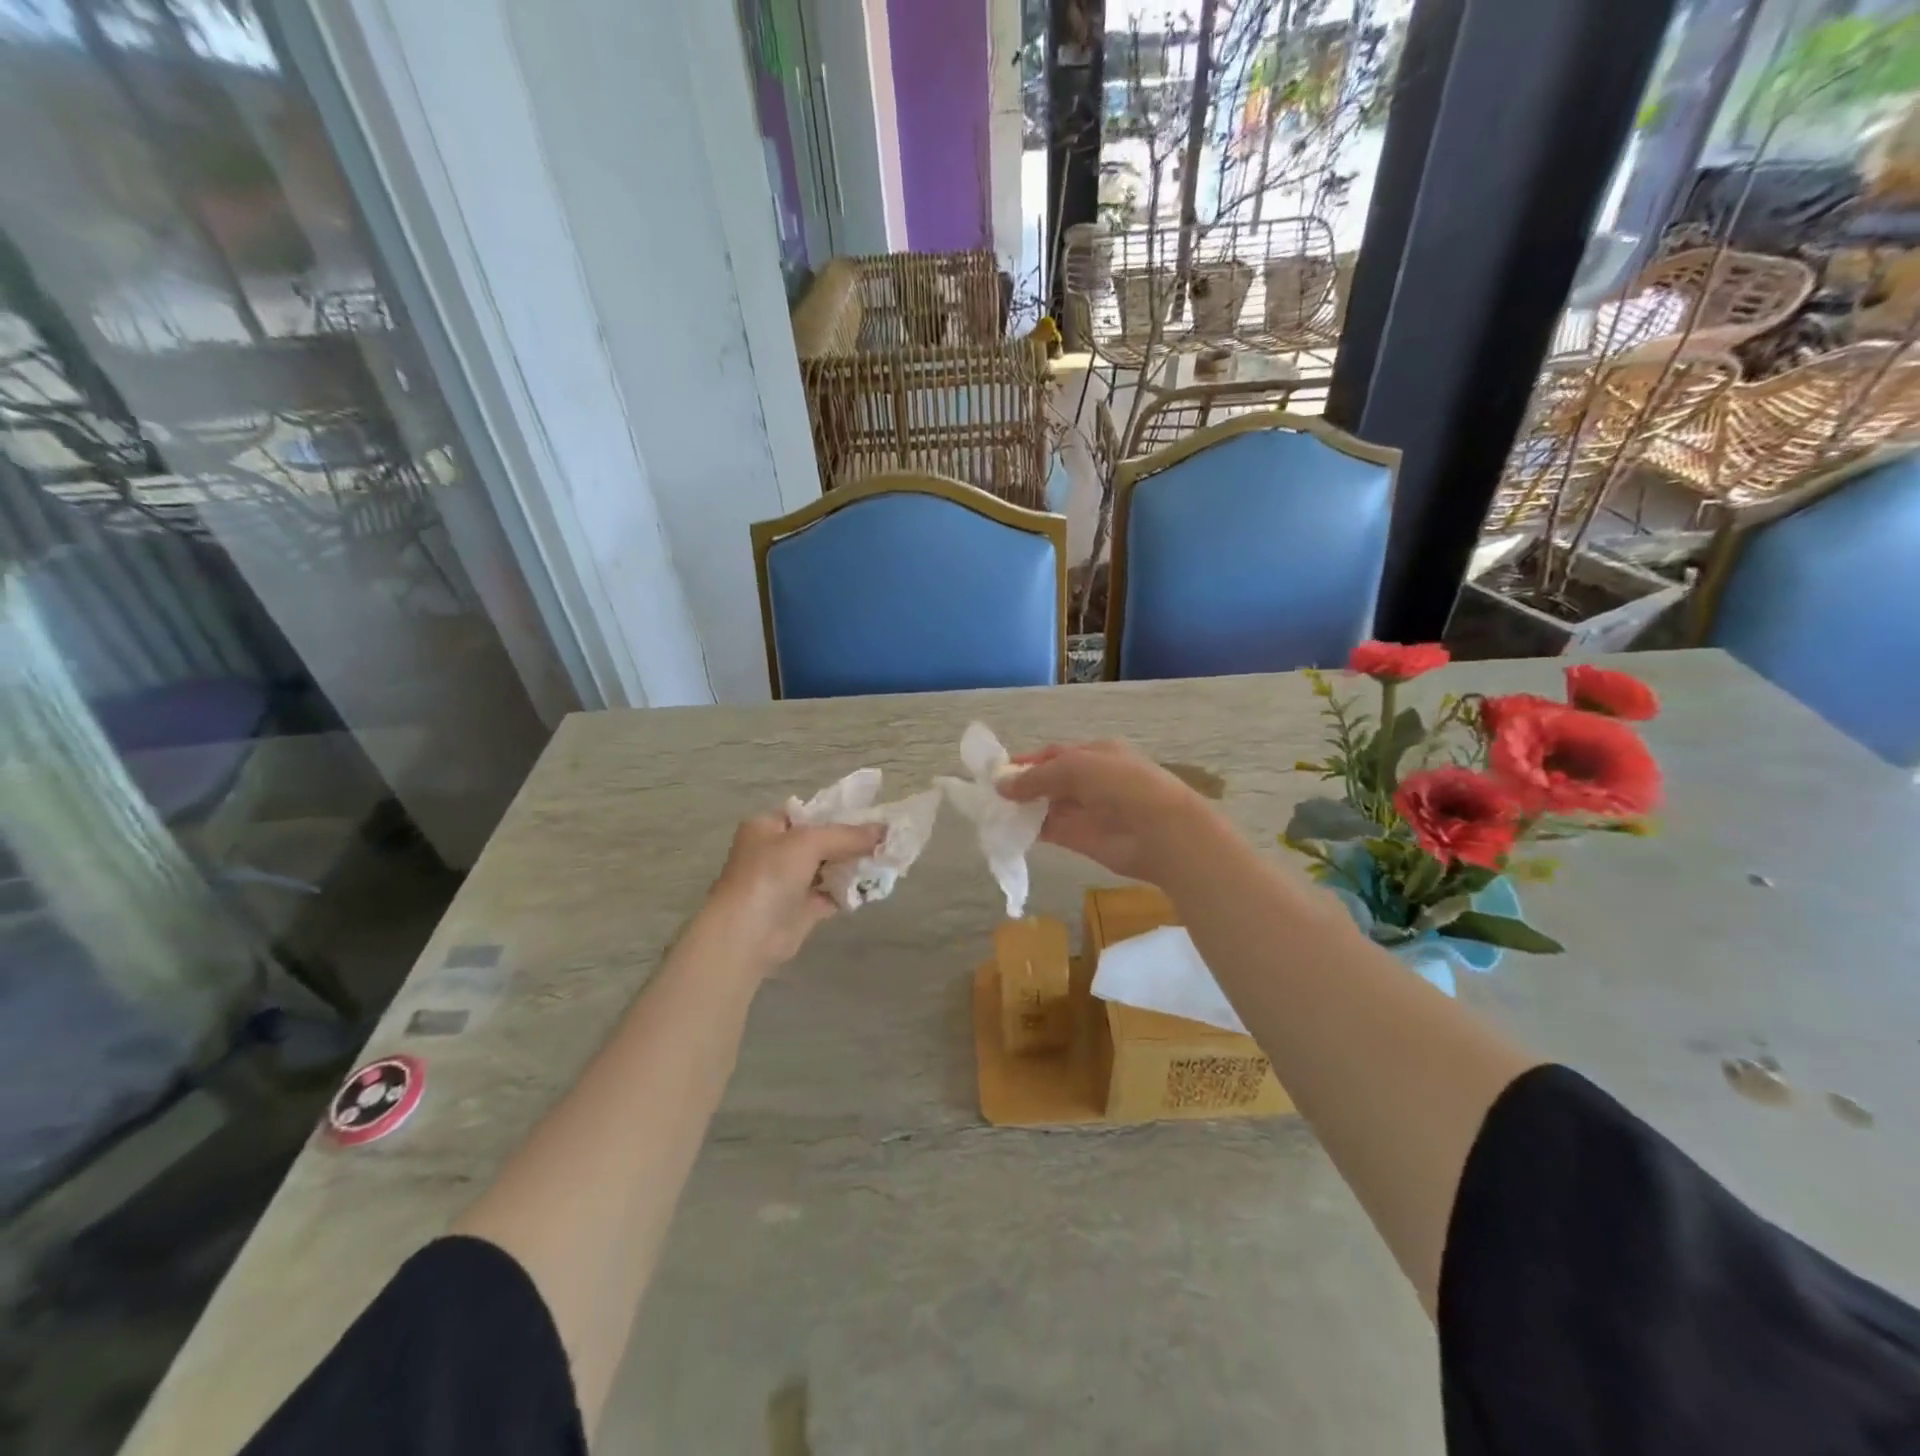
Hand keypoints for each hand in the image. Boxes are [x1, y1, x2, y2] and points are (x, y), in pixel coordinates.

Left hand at [698, 815, 883, 972]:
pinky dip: (850, 890)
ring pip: (829, 868)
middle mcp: (776, 851)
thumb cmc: (769, 875)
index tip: (873, 815)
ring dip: (854, 865)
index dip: (840, 813)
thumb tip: (885, 830)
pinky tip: (874, 885)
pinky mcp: (801, 909)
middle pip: (822, 841)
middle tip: (887, 839)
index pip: (809, 813)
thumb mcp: (809, 842)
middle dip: (852, 841)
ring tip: (887, 859)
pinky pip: (831, 894)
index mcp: (768, 826)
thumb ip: (848, 835)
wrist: (746, 935)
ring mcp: (788, 882)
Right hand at [999, 740, 1215, 884]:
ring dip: (1022, 808)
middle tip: (988, 794)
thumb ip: (1036, 776)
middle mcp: (1090, 780)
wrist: (1160, 831)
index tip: (997, 771)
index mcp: (1095, 754)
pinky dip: (1030, 830)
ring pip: (1047, 806)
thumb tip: (1001, 785)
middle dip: (1021, 786)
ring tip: (991, 811)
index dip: (1026, 762)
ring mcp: (1086, 810)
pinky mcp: (1082, 839)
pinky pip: (1050, 830)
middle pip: (1048, 781)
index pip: (1053, 754)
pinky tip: (1008, 830)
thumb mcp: (1075, 767)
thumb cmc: (1120, 785)